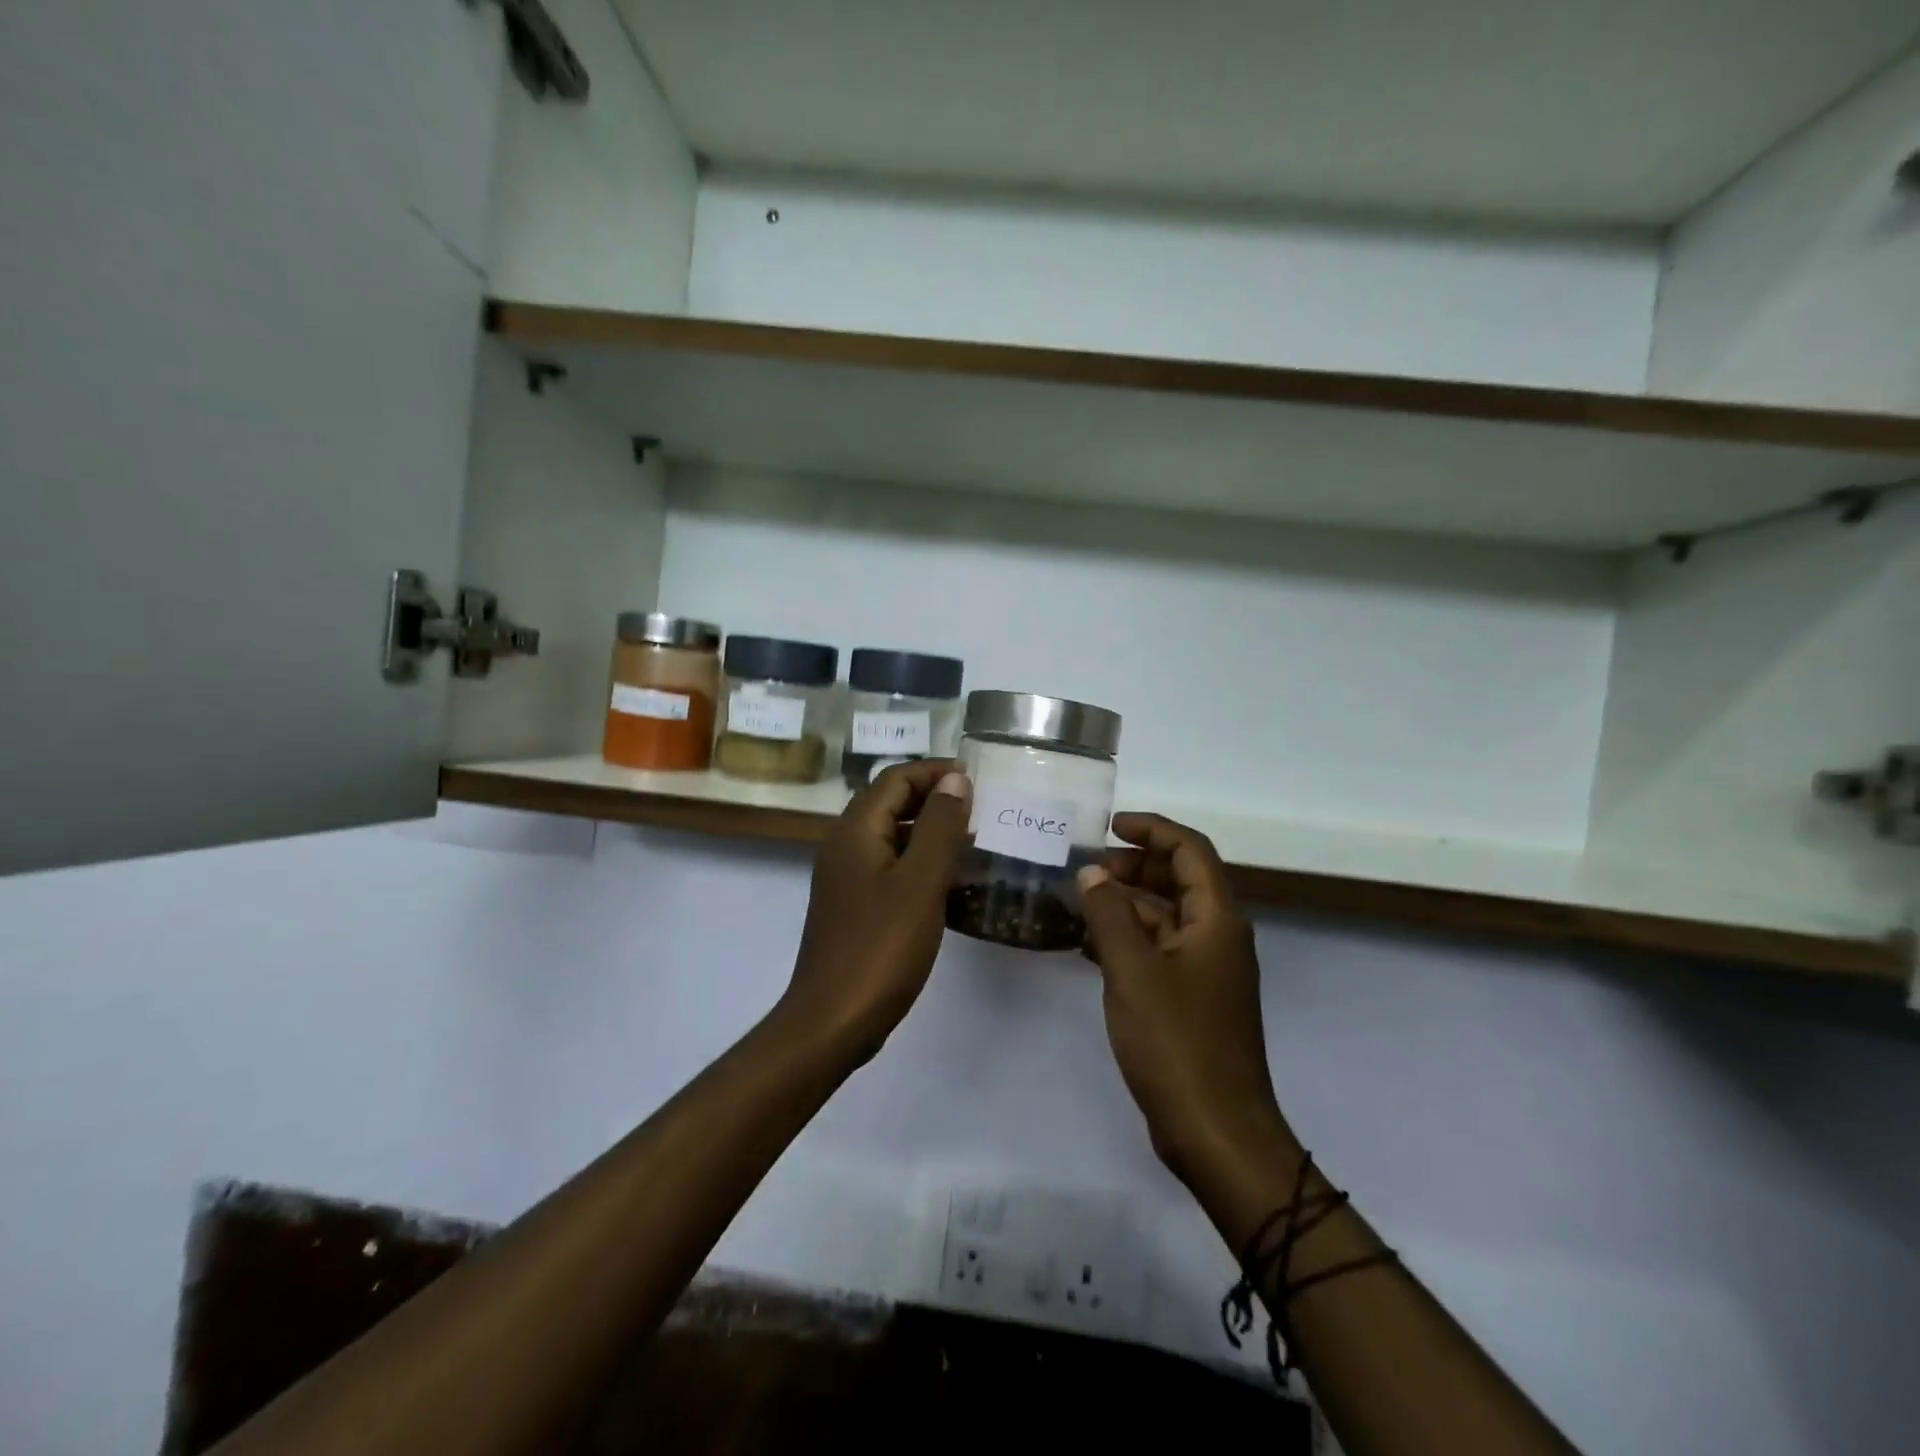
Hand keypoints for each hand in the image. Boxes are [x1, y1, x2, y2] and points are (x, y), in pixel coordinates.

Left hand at [779, 760, 971, 1064]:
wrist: (833, 1020)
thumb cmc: (881, 947)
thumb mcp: (920, 882)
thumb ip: (940, 826)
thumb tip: (955, 779)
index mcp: (856, 830)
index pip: (896, 778)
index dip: (936, 772)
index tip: (978, 781)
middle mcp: (844, 845)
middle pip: (891, 802)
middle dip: (935, 799)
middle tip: (980, 810)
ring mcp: (845, 877)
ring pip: (891, 836)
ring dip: (929, 832)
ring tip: (972, 844)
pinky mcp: (852, 906)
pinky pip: (889, 868)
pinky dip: (918, 864)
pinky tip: (949, 886)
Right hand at [1077, 814, 1286, 1181]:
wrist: (1215, 1131)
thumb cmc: (1177, 1042)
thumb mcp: (1133, 970)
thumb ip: (1109, 915)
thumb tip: (1091, 874)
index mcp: (1217, 920)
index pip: (1190, 850)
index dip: (1152, 830)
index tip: (1110, 826)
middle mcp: (1217, 937)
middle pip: (1179, 880)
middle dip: (1133, 867)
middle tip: (1086, 869)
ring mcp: (1206, 971)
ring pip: (1165, 917)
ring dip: (1126, 904)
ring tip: (1079, 903)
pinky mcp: (1191, 1000)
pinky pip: (1158, 951)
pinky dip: (1127, 939)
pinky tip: (1089, 946)